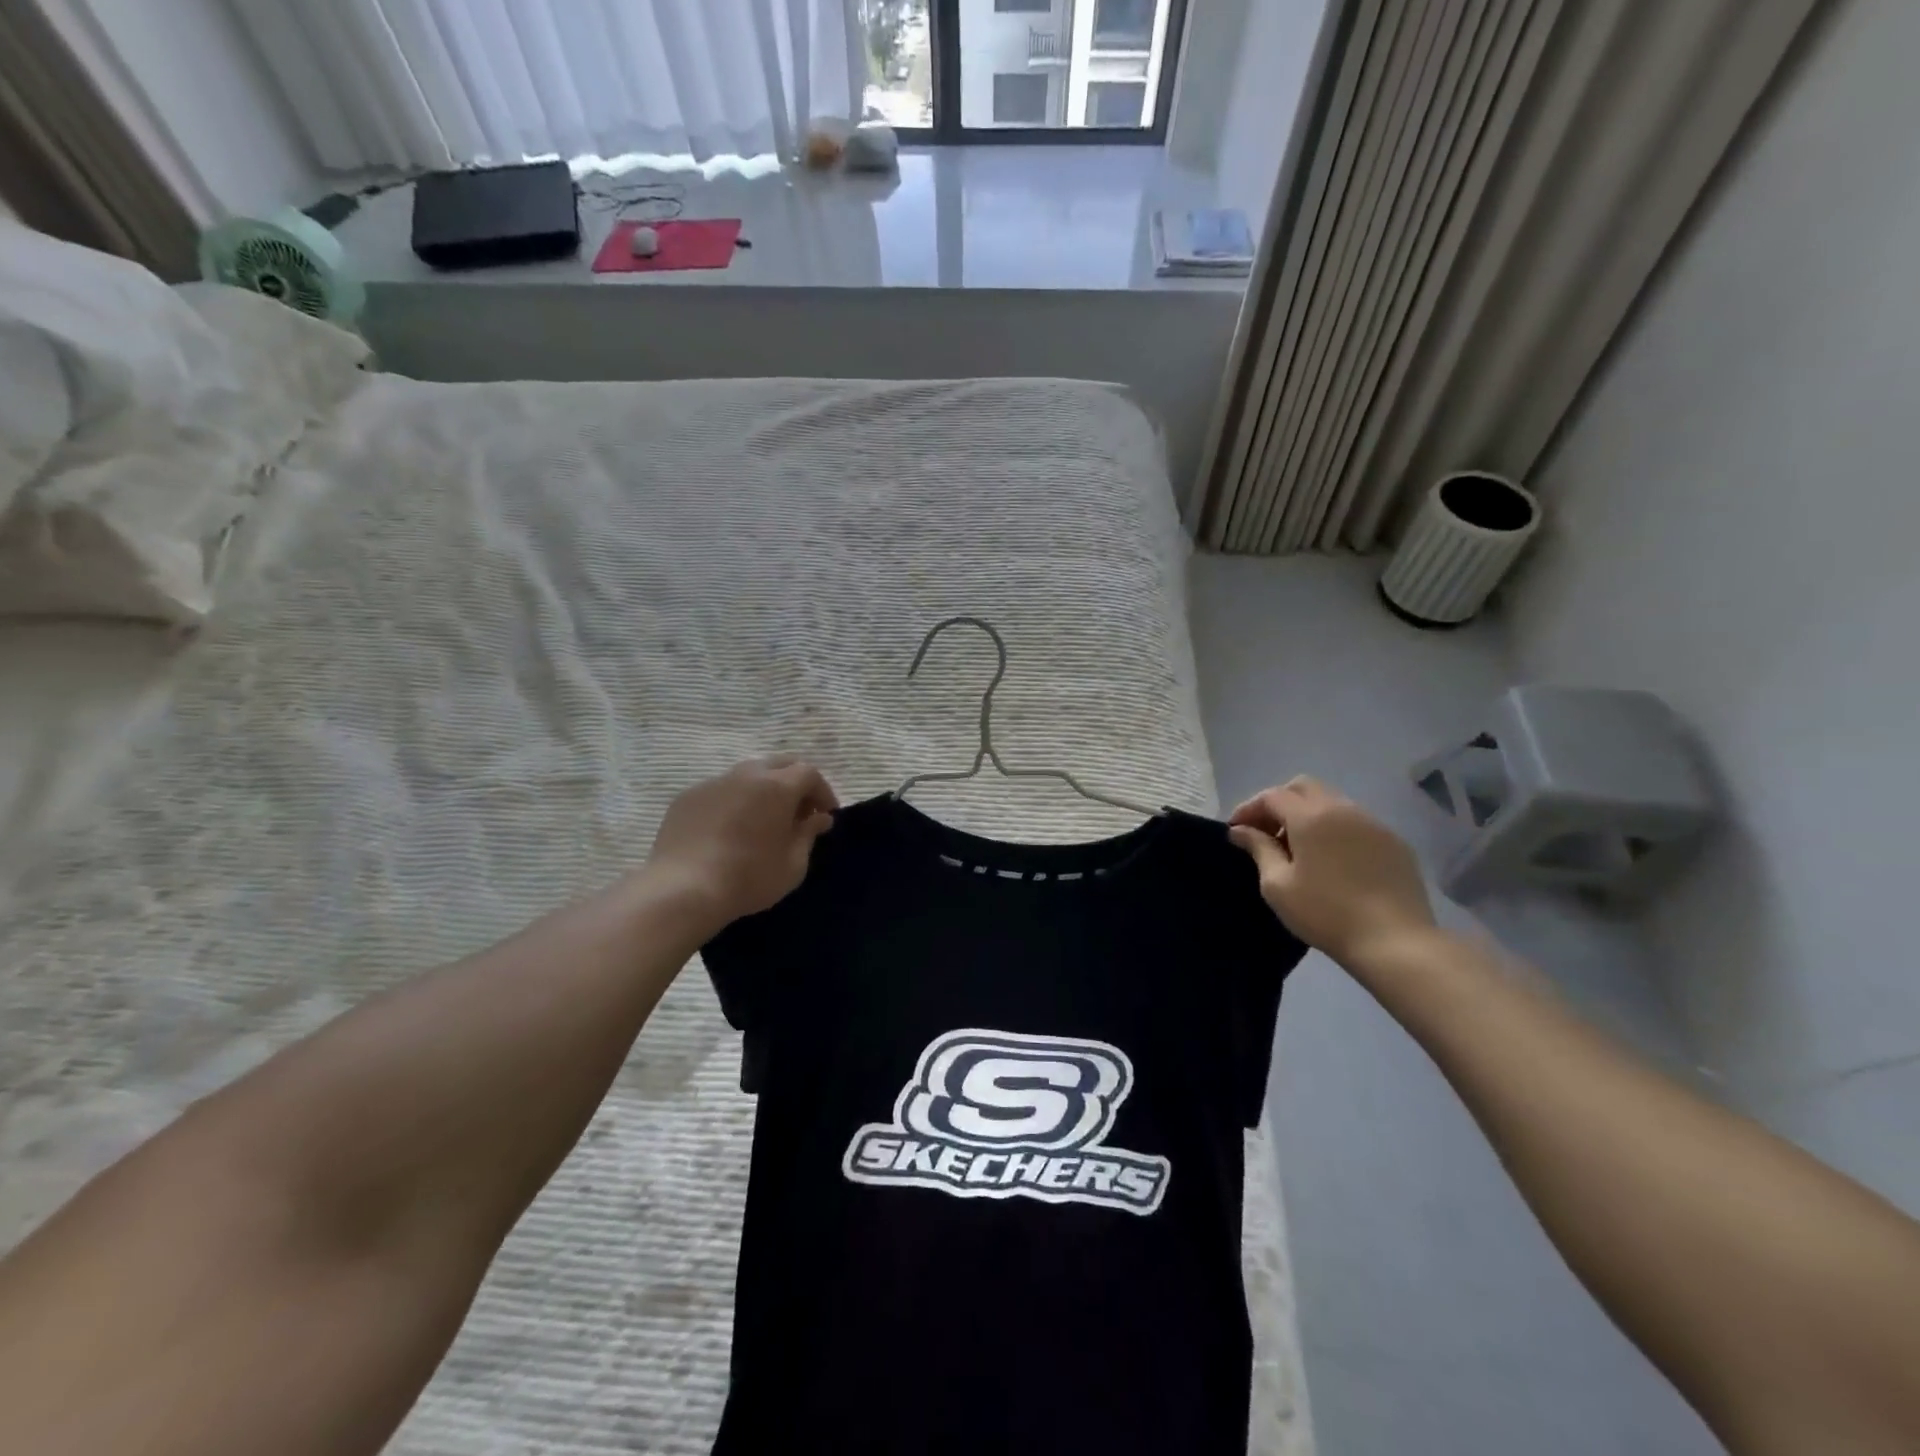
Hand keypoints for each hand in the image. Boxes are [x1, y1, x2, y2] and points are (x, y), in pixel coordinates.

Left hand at [648, 756, 839, 924]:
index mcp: (777, 786)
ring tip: (764, 819)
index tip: (825, 815)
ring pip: (748, 774)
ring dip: (763, 789)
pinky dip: (735, 800)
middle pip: (779, 764)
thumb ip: (809, 835)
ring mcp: (713, 783)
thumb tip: (819, 818)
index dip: (822, 792)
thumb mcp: (793, 865)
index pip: (809, 773)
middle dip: (795, 783)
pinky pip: (720, 790)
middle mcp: (746, 775)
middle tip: (799, 812)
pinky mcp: (688, 797)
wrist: (682, 889)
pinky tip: (730, 828)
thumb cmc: (749, 878)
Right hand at [1227, 776, 1434, 967]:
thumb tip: (1241, 830)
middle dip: (1279, 803)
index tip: (1236, 830)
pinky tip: (1331, 859)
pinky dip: (1334, 829)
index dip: (1249, 808)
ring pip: (1332, 802)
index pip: (1272, 796)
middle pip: (1303, 787)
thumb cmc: (1325, 913)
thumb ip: (1258, 849)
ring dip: (1308, 814)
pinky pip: (1355, 822)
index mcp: (1311, 816)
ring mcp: (1373, 823)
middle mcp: (1342, 809)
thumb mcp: (1278, 885)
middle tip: (1266, 832)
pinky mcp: (1394, 842)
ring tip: (1297, 847)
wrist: (1395, 942)